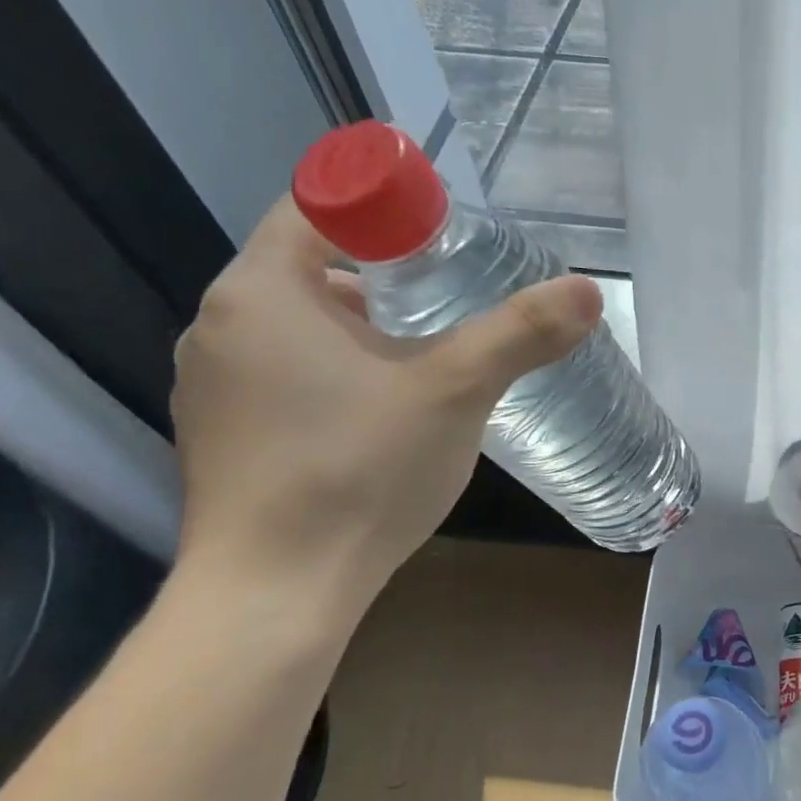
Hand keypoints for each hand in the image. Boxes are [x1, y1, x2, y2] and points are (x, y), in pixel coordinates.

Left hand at [170, 194, 599, 620]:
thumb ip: (521, 333)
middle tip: (452, 301)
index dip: (381, 210)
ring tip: (429, 361)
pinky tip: (383, 419)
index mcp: (262, 293)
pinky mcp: (223, 436)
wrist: (277, 591)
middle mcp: (220, 327)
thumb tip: (587, 290)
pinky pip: (286, 378)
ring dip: (362, 331)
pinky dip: (336, 375)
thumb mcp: (456, 391)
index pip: (314, 209)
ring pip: (299, 329)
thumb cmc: (359, 469)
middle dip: (384, 277)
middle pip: (310, 271)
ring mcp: (213, 387)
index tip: (443, 237)